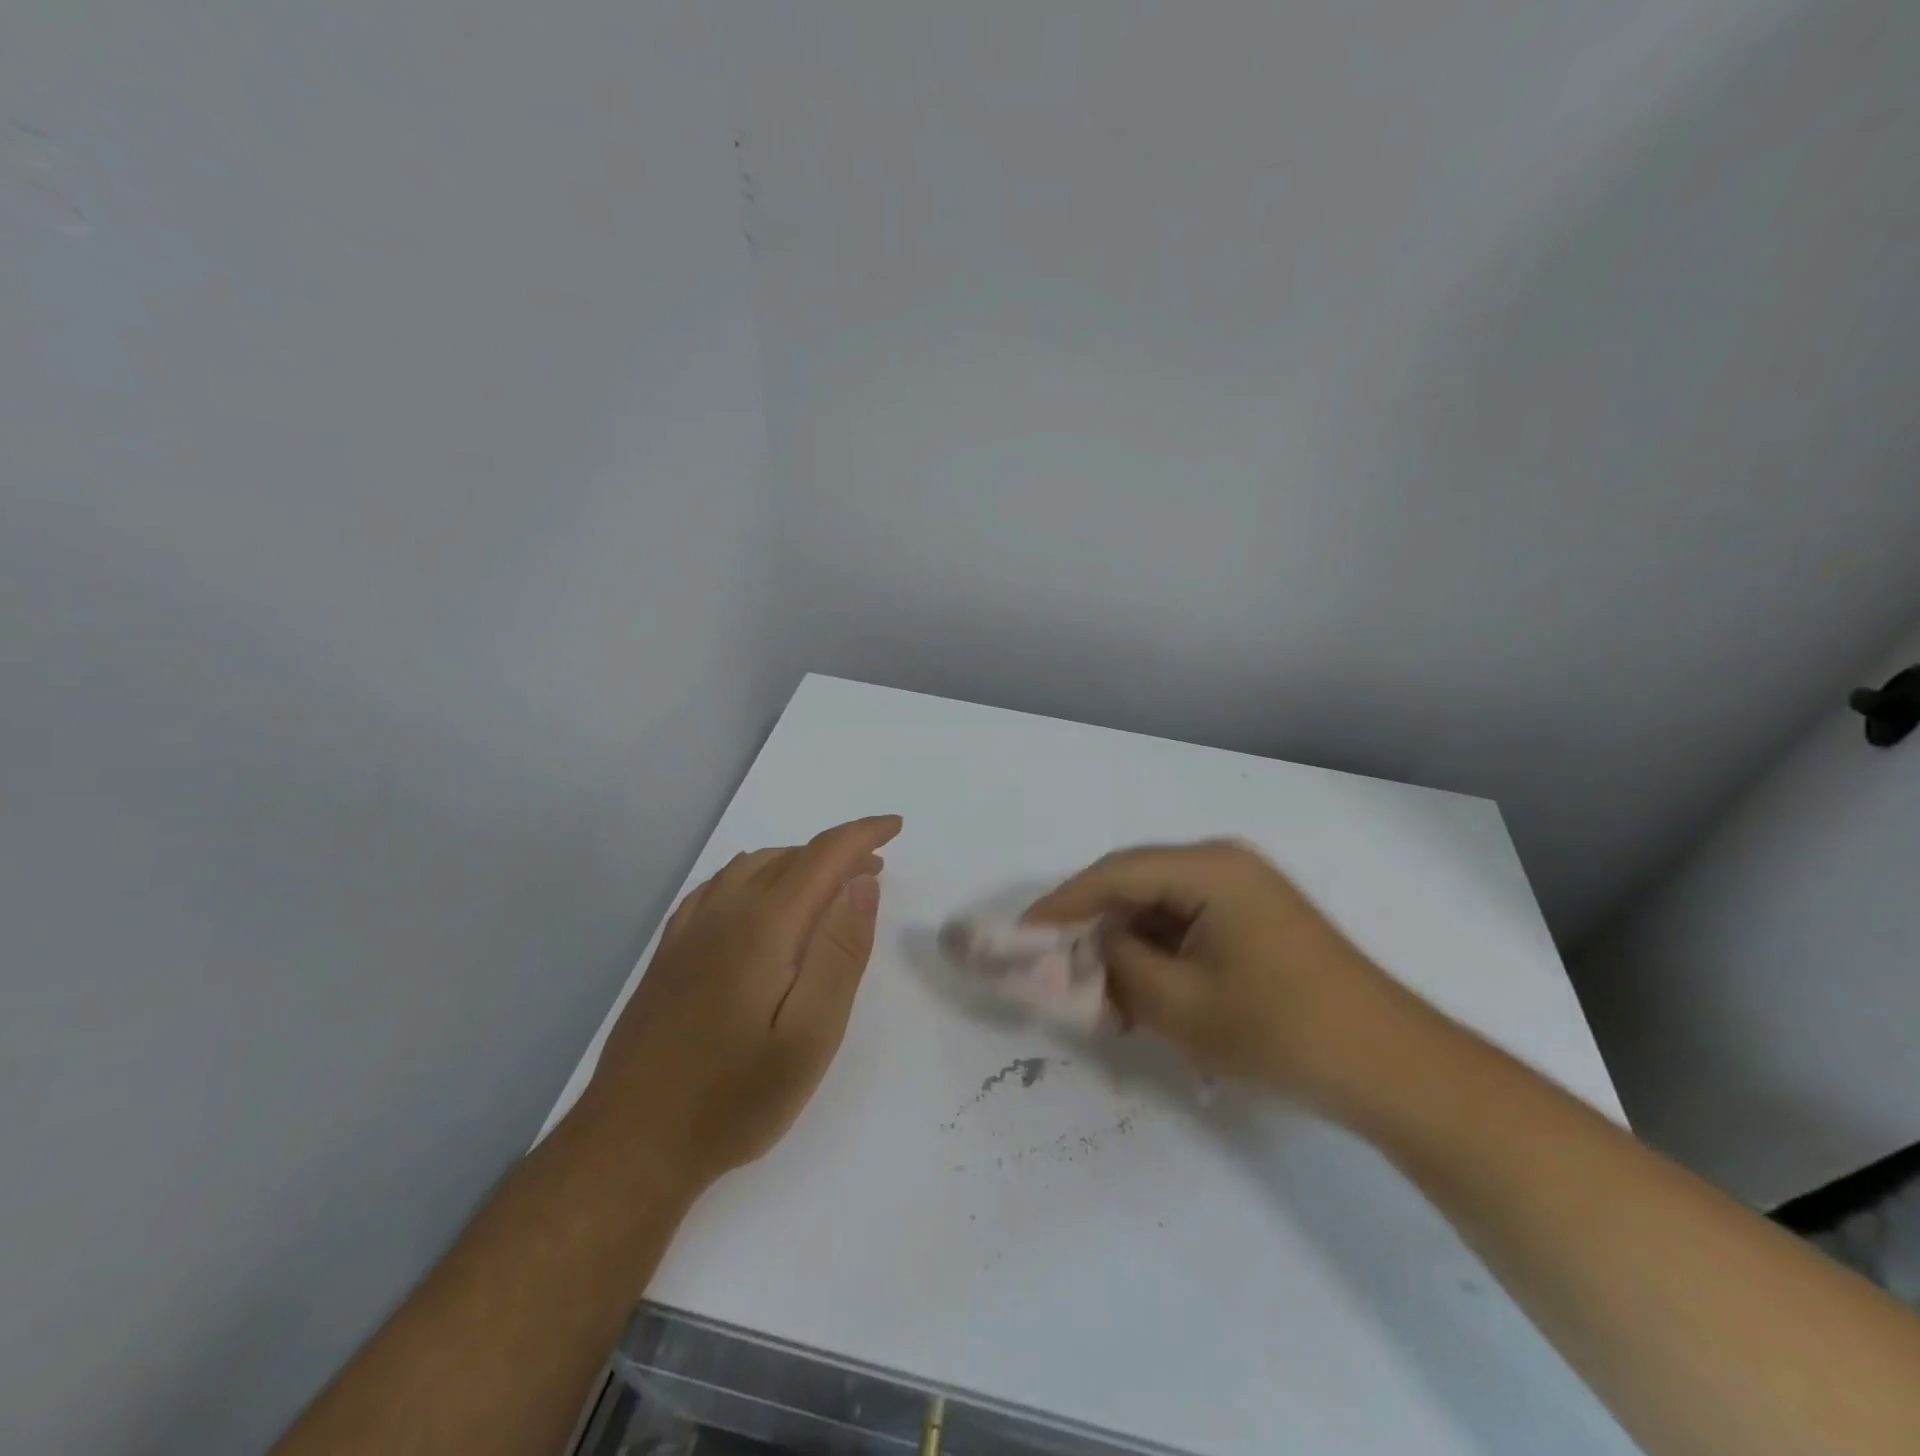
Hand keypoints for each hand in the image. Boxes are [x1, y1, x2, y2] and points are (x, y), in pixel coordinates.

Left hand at [578, 815, 902, 1194]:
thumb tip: (861, 883)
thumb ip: (840, 953)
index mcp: (761, 926)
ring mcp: (688, 932)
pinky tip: (759, 897)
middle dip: (837, 852)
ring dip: (798, 862)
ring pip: (751, 867)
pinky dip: (754, 875)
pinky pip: (717, 888)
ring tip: (829, 884)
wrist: (631, 1146)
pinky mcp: (669, 954)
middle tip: (874, 869)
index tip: (896, 827)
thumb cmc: (734, 1098)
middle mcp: (722, 914)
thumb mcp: (810, 1035)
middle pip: (788, 858)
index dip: (862, 835)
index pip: (821, 857)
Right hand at [1025, 839, 1405, 1107]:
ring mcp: (1246, 892)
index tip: (1021, 935)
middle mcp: (1225, 865)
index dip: (1062, 904)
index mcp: (1209, 868)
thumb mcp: (1182, 1004)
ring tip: (1102, 1000)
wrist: (1394, 1070)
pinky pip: (1188, 927)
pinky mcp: (1257, 921)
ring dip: (1127, 950)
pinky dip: (1160, 958)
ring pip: (1160, 910)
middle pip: (1136, 886)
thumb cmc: (1284, 1031)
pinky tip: (1145, 999)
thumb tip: (1091, 946)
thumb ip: (1119, 965)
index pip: (1114, 873)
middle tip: (1058, 972)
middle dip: (1094, 930)